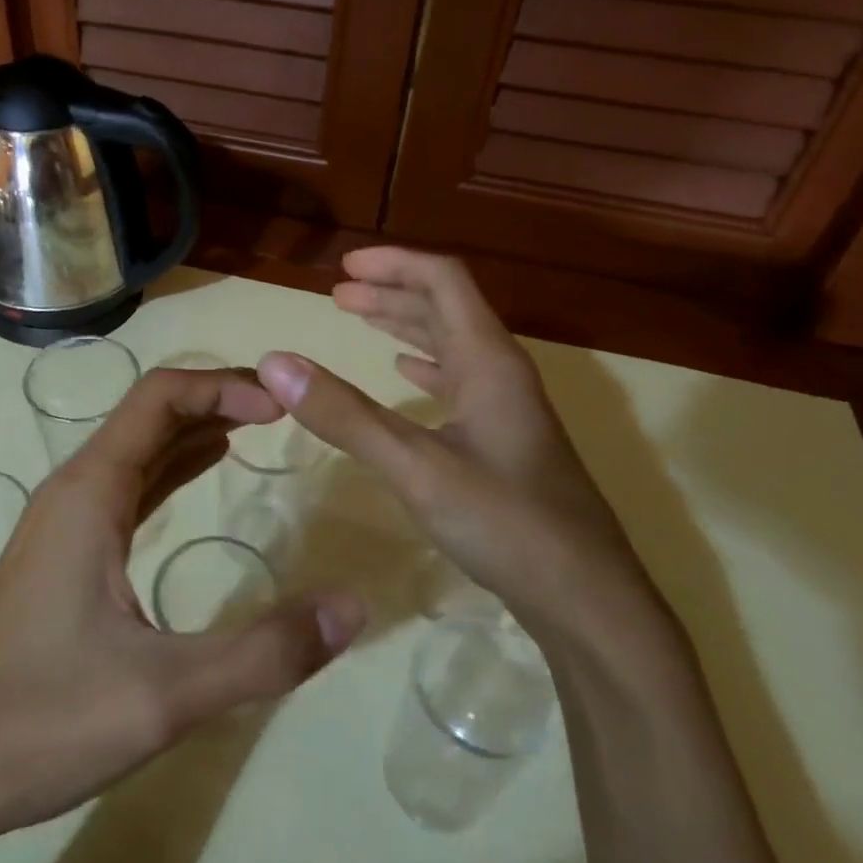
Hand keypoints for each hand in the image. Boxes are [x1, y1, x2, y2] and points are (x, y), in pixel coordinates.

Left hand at [0, 367, 366, 849]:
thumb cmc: (44, 722)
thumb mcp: (166, 694)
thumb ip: (264, 651)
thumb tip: (354, 606)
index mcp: (90, 491)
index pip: (159, 396)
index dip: (223, 386)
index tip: (283, 405)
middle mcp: (75, 489)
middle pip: (150, 412)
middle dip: (217, 398)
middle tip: (285, 409)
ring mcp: (65, 520)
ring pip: (139, 447)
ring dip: (196, 427)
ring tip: (259, 426)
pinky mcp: (65, 551)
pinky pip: (129, 485)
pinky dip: (174, 465)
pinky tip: (205, 471)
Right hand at [257, 247, 654, 642]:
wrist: (587, 599)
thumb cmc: (505, 523)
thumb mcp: (415, 467)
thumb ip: (345, 415)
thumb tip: (275, 363)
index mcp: (489, 360)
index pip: (444, 280)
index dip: (395, 263)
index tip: (344, 267)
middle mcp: (501, 371)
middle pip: (445, 306)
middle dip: (390, 292)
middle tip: (337, 293)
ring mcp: (506, 406)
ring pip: (450, 343)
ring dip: (404, 324)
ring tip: (358, 318)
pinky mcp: (504, 438)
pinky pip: (457, 380)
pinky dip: (423, 366)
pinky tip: (404, 374)